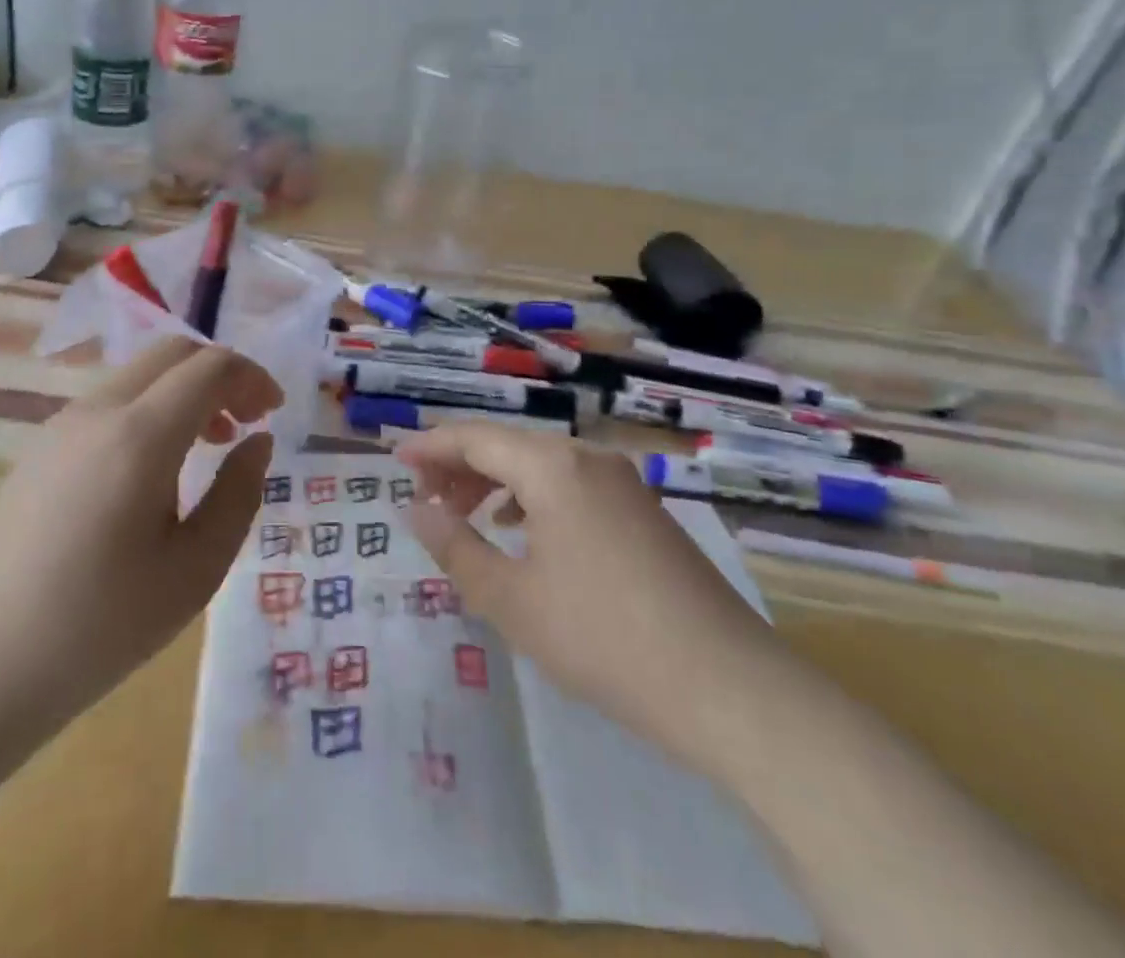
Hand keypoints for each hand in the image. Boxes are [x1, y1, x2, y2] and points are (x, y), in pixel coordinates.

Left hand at [0, 338, 280, 733]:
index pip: (210, 367)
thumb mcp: (196, 568)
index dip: (252, 378)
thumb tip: (257, 442)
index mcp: (140, 435)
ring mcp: (60, 425)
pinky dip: (148, 409)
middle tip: (245, 422)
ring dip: (182, 392)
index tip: (274, 413)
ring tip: (205, 446)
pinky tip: (151, 469)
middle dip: (219, 374)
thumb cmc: (101, 625)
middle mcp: (97, 411)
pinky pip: (108, 403)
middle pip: (172, 353)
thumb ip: (238, 493)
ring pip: (138, 375)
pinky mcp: (39, 447)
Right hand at [397, 424, 796, 776]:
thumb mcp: (512, 599)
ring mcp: (622, 482)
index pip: (474, 438)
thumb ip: (455, 547)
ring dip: (496, 482)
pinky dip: (533, 497)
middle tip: (425, 499)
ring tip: (466, 516)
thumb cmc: (604, 638)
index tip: (393, 460)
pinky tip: (523, 533)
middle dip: (460, 466)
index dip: (429, 447)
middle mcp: (587, 457)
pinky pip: (570, 484)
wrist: (730, 687)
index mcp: (552, 466)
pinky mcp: (642, 510)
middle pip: (508, 444)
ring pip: (540, 464)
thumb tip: (416, 509)